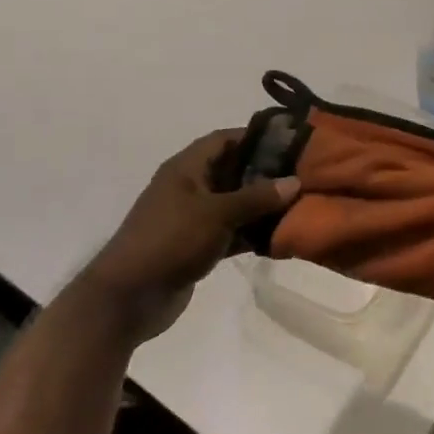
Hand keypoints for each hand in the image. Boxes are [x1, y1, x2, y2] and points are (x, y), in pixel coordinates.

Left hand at [79, 130, 299, 342]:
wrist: (130, 296)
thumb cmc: (171, 240)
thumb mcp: (217, 213)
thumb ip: (256, 197)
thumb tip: (295, 181)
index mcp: (186, 168)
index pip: (224, 139)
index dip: (255, 136)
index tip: (291, 140)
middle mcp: (190, 187)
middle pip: (233, 170)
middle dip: (265, 172)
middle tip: (303, 174)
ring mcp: (193, 218)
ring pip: (235, 204)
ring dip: (262, 206)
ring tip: (301, 203)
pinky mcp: (198, 246)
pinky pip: (232, 232)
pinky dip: (252, 233)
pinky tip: (281, 236)